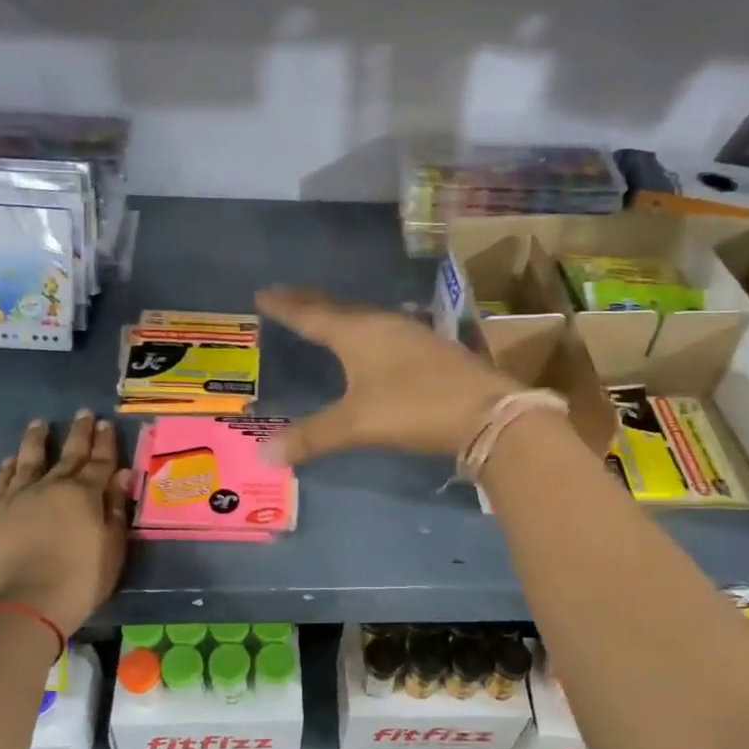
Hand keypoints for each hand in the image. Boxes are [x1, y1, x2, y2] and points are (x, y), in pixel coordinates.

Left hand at [0, 411, 131, 636]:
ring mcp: (18, 496)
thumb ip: (115, 510)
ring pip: (29, 459)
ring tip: (40, 423)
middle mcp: (52, 486)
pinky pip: (2, 480)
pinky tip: (11, 460)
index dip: (105, 442)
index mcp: (85, 494)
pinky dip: (8, 467)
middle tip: (84, 414)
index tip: (106, 424)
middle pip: (68, 454)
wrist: (24, 605)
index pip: (99, 461)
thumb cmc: (79, 581)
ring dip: (37, 440)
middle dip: (79, 433)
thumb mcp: (111, 548)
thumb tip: (121, 475)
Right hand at [255, 287, 517, 465]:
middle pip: (337, 309)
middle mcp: (382, 324)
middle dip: (308, 303)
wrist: (486, 412)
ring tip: (322, 318)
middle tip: (285, 297)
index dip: (285, 306)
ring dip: (339, 316)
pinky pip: (384, 330)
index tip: (262, 294)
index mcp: (357, 333)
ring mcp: (410, 333)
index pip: (311, 314)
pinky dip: (364, 331)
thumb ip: (311, 437)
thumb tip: (263, 454)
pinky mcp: (430, 348)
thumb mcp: (356, 425)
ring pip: (364, 318)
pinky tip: (371, 343)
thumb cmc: (414, 408)